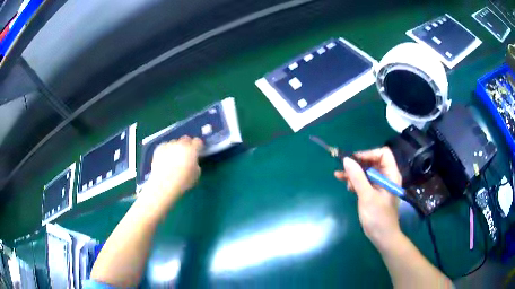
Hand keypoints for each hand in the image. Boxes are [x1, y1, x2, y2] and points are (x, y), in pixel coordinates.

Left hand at [141, 136, 202, 213]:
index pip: (198, 141)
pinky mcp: (159, 149)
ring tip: (174, 157)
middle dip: (187, 144)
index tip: (198, 151)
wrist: (163, 185)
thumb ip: (196, 164)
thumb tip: (192, 161)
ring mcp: (168, 145)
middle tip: (186, 153)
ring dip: (176, 147)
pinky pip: (165, 146)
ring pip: (175, 142)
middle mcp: (180, 144)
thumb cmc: (183, 182)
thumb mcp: (196, 175)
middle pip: (186, 139)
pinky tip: (166, 158)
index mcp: (191, 150)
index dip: (198, 146)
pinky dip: (167, 150)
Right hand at [334, 147, 402, 251]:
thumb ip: (357, 177)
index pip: (383, 153)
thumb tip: (346, 160)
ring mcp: (380, 185)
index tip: (354, 160)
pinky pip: (365, 181)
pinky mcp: (374, 192)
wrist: (382, 236)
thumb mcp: (367, 196)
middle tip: (343, 168)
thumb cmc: (378, 217)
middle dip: (358, 164)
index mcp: (391, 174)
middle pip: (373, 161)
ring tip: (340, 177)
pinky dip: (355, 182)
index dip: (369, 153)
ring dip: (354, 173)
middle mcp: (387, 176)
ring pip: (367, 171)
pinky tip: (347, 186)